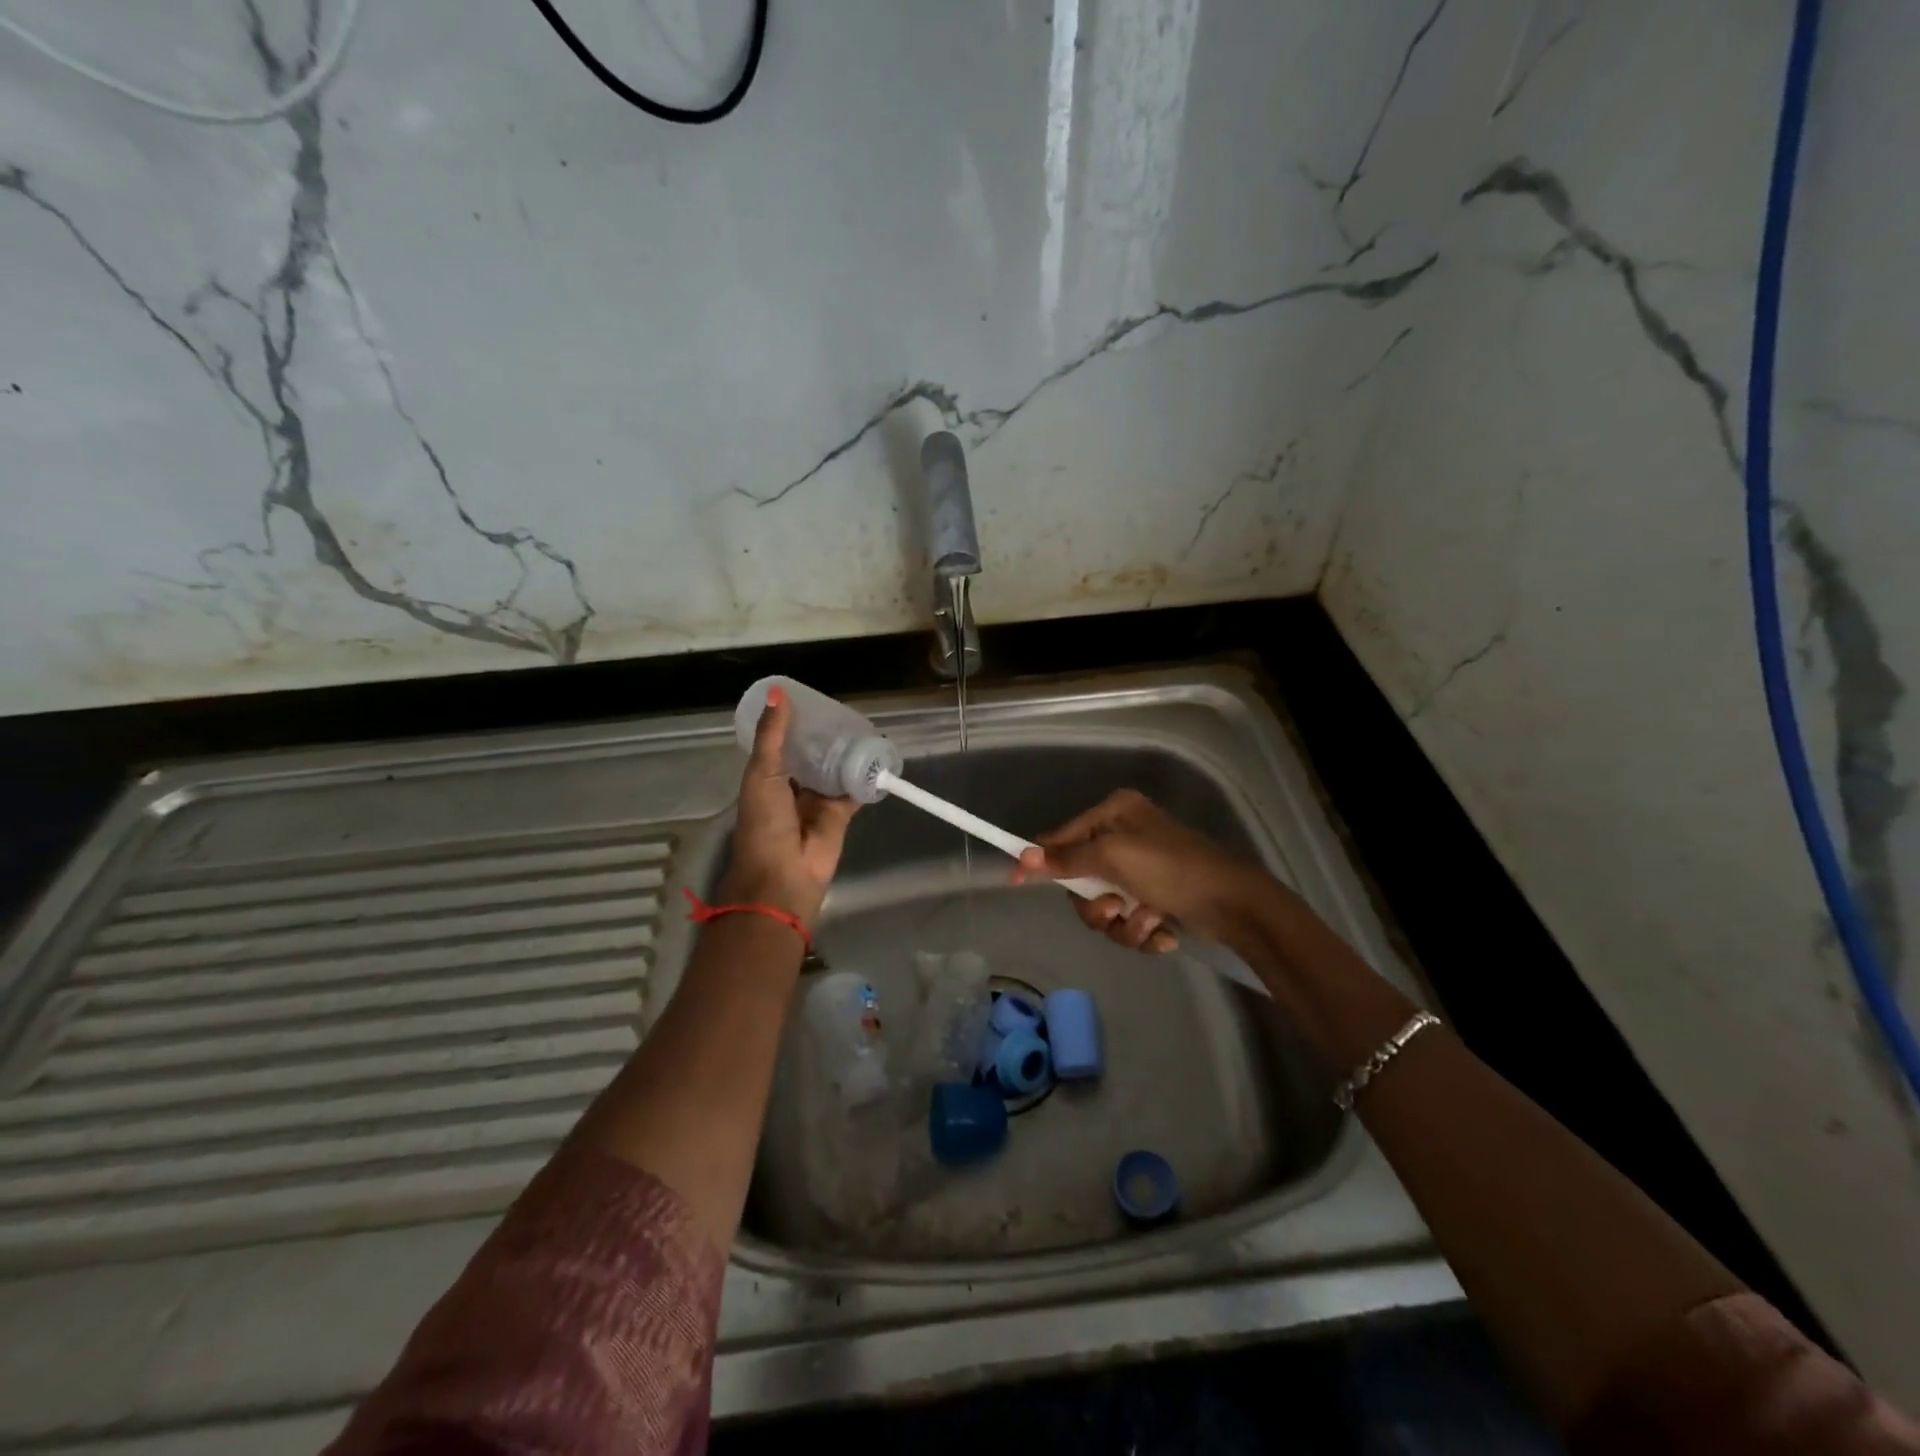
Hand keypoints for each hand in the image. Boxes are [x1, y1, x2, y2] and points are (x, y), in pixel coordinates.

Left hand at [723, 686, 857, 927]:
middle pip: (811, 755)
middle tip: (844, 710)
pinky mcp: (840, 815)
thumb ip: (773, 736)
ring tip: (863, 725)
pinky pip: (854, 790)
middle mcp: (792, 787)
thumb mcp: (762, 774)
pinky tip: (878, 755)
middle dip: (824, 737)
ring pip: (834, 770)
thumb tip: (778, 692)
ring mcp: (817, 802)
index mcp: (766, 777)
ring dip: (845, 753)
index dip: (794, 723)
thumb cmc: (764, 824)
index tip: (811, 699)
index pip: (782, 743)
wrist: (784, 876)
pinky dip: (865, 776)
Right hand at [1015, 789, 1267, 952]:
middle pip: (1081, 879)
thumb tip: (1024, 855)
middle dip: (1097, 904)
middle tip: (1113, 910)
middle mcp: (1126, 836)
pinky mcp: (1157, 898)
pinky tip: (1164, 932)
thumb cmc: (1171, 869)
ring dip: (1123, 924)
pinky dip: (1143, 931)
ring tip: (1149, 923)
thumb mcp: (1113, 858)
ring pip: (1104, 906)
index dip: (1040, 859)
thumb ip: (1067, 859)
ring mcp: (1142, 869)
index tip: (1016, 881)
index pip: (1062, 836)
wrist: (1235, 906)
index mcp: (1115, 813)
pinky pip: (1128, 920)